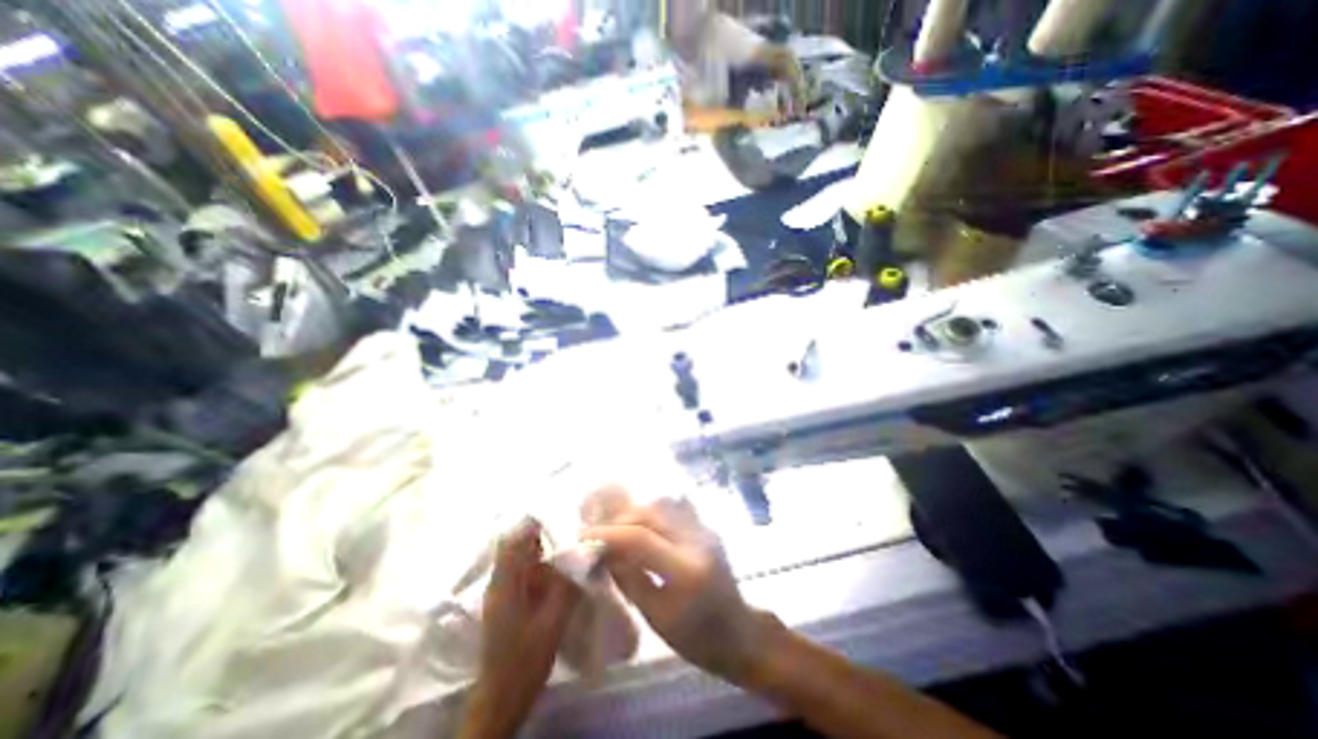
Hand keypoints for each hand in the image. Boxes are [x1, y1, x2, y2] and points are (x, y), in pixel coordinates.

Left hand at [465, 521, 584, 738]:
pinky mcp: (509, 598)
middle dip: (544, 528)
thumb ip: (567, 585)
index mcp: (506, 581)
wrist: (501, 698)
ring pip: (523, 555)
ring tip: (572, 537)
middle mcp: (501, 579)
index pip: (515, 536)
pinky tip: (563, 564)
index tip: (561, 507)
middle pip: (519, 541)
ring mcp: (503, 589)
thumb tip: (586, 551)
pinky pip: (526, 569)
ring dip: (544, 544)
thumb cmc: (524, 660)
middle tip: (573, 520)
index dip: (535, 518)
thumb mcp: (551, 622)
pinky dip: (542, 561)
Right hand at [580, 500, 773, 684]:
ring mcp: (704, 529)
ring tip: (616, 529)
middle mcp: (697, 539)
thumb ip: (628, 579)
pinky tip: (639, 528)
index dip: (608, 533)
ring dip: (634, 514)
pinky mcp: (705, 526)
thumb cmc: (696, 638)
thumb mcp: (656, 616)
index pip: (640, 538)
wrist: (739, 632)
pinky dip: (650, 514)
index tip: (583, 536)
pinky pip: (672, 510)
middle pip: (651, 513)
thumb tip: (602, 552)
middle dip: (619, 519)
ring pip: (661, 506)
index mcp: (686, 570)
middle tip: (598, 532)